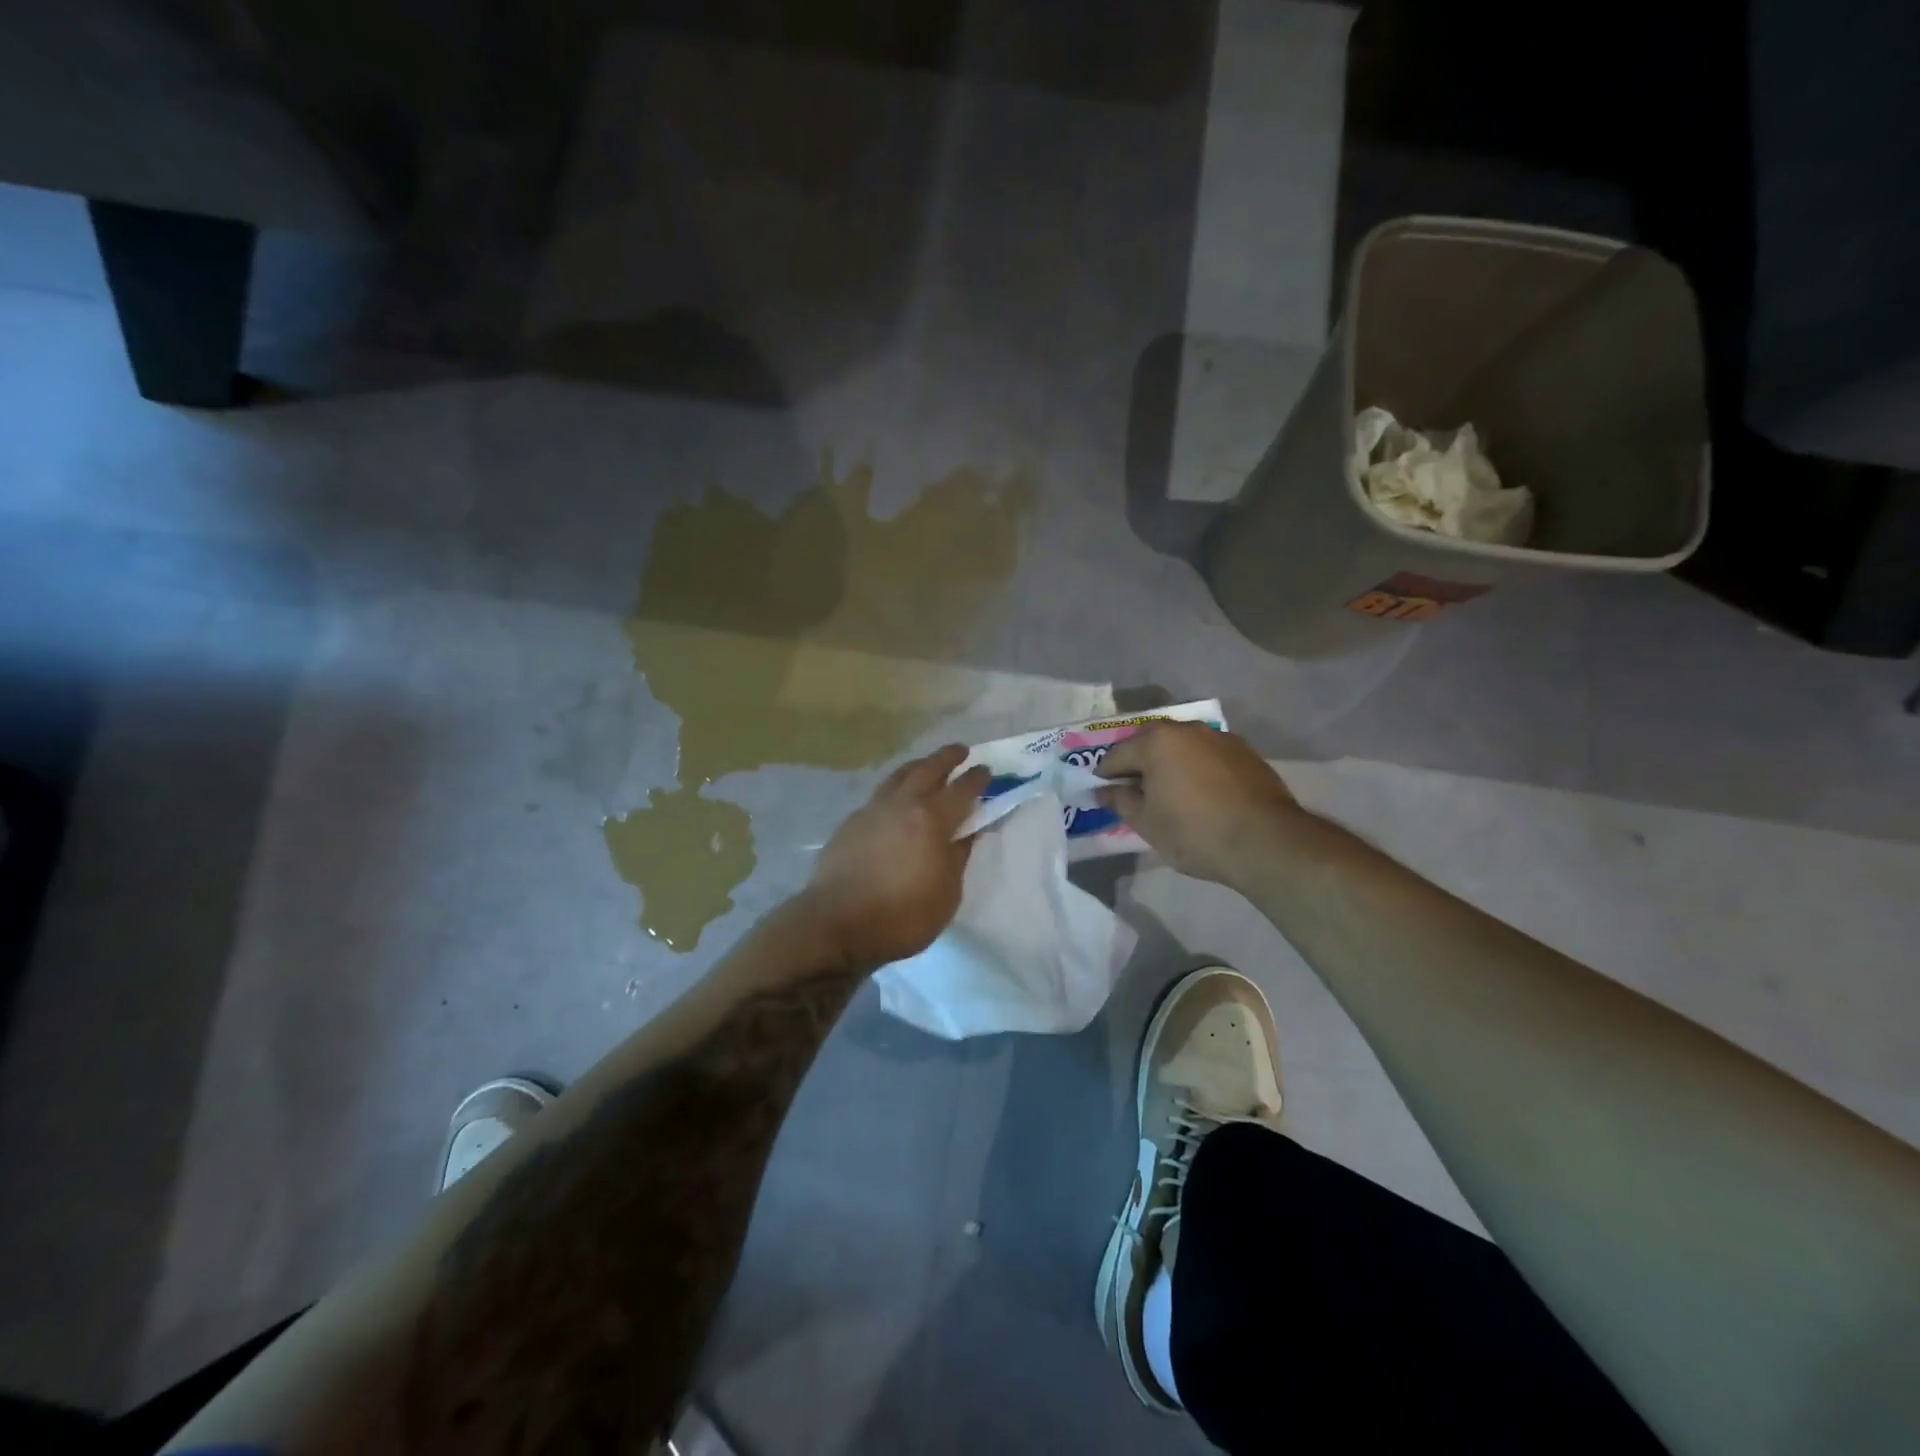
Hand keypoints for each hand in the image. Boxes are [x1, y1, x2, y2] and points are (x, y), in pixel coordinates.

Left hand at [802, 744, 989, 968]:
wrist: (836, 924)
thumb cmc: (902, 916)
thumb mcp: (947, 893)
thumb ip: (958, 856)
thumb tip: (968, 832)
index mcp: (932, 819)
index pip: (962, 790)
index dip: (977, 779)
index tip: (987, 770)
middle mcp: (902, 804)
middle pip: (927, 770)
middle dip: (947, 758)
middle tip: (961, 750)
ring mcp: (872, 810)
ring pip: (899, 776)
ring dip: (918, 766)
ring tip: (926, 765)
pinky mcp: (850, 823)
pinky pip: (879, 795)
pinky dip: (895, 788)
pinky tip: (895, 799)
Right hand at [1096, 722, 1305, 887]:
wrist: (1266, 842)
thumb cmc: (1194, 832)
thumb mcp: (1147, 823)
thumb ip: (1121, 802)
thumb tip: (1103, 791)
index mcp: (1156, 741)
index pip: (1117, 755)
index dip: (1105, 775)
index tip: (1103, 793)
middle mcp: (1187, 729)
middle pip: (1150, 741)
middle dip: (1138, 762)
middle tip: (1135, 791)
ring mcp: (1220, 738)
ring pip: (1182, 746)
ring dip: (1170, 762)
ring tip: (1169, 792)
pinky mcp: (1246, 752)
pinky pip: (1208, 755)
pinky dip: (1197, 768)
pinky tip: (1201, 793)